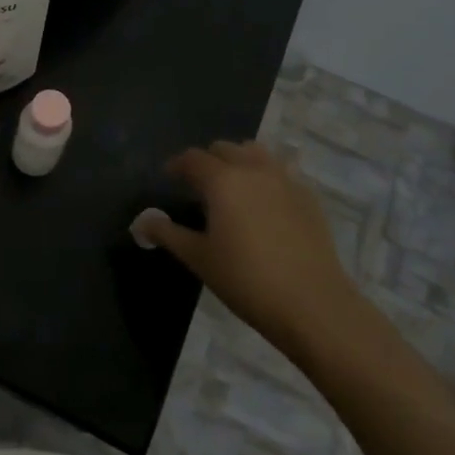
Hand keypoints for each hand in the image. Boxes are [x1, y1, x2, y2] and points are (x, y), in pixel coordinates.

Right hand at [134, 141, 364, 357]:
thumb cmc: (246, 280)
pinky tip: (264, 204)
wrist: (313, 305)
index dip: (177, 165)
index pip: (193, 158)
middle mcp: (253, 170)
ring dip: (238, 161)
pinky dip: (265, 177)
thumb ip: (167, 234)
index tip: (168, 177)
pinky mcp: (308, 197)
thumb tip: (141, 221)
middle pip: (224, 149)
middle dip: (207, 161)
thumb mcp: (199, 258)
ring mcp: (285, 180)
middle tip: (198, 186)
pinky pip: (281, 172)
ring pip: (256, 153)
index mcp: (222, 180)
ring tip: (232, 187)